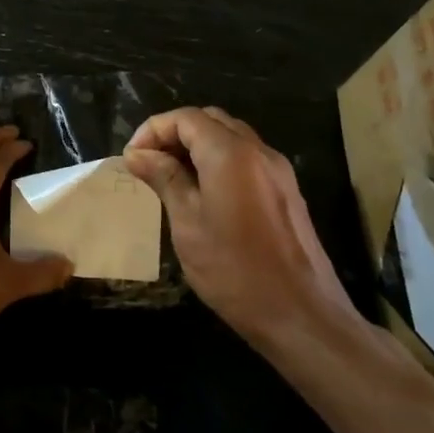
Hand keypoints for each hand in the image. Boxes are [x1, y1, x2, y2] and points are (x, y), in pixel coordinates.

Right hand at [123, 106, 356, 344]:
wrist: (300, 314)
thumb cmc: (234, 270)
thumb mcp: (188, 223)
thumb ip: (165, 179)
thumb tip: (137, 153)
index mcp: (231, 154)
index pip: (186, 118)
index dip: (153, 129)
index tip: (132, 158)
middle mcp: (259, 151)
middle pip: (210, 120)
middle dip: (175, 133)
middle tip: (148, 163)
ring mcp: (278, 171)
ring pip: (231, 137)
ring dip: (197, 146)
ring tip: (169, 177)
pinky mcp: (286, 191)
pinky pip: (247, 158)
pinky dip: (218, 161)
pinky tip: (202, 192)